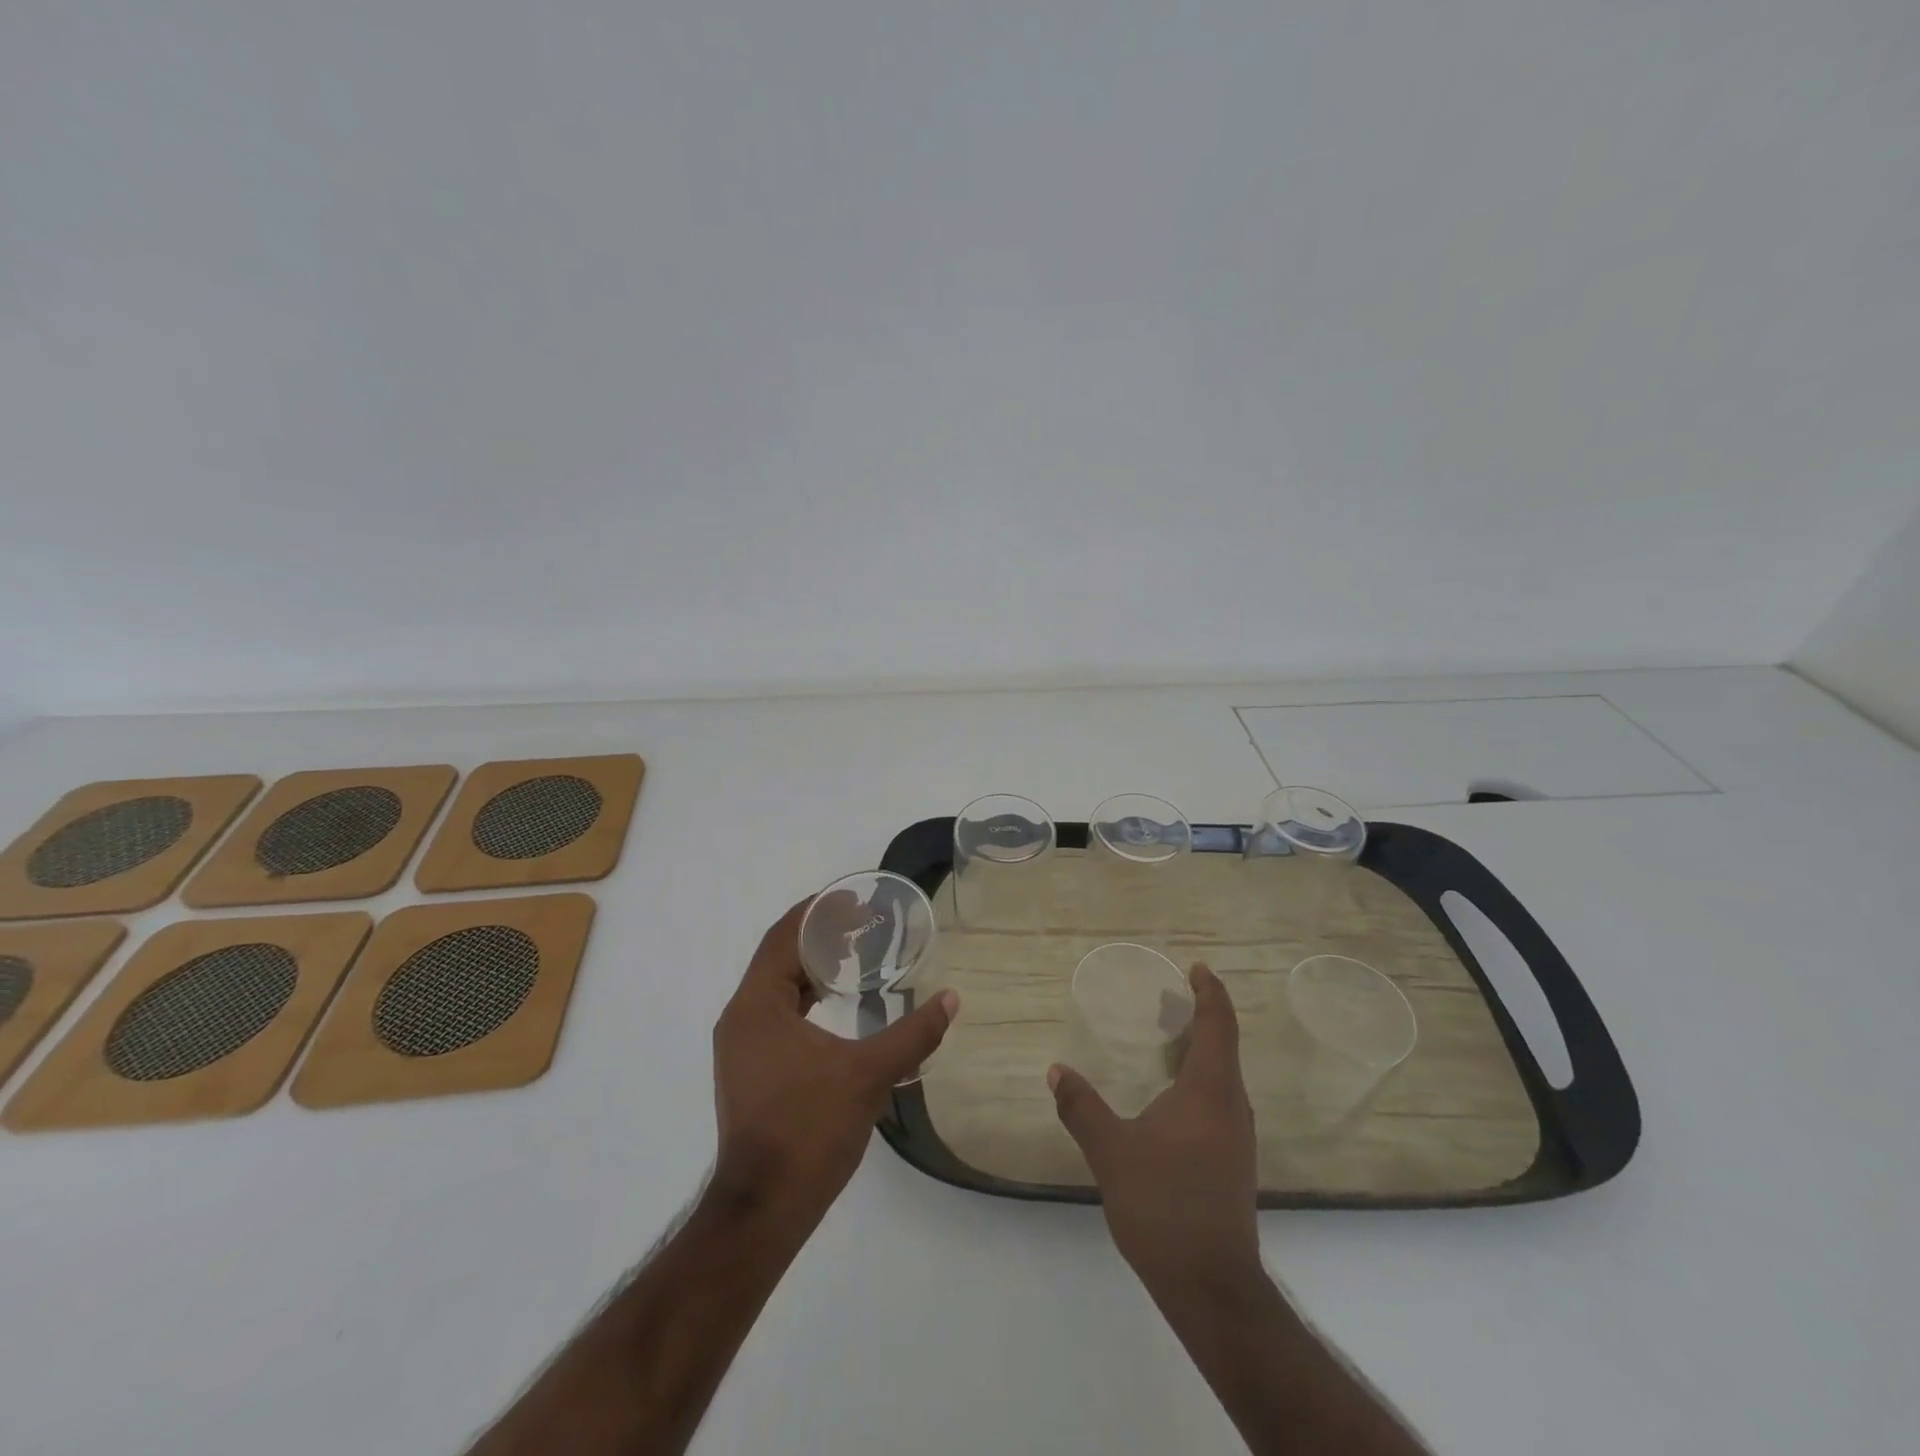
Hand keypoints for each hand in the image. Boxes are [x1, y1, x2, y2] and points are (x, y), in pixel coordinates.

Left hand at [709, 896, 958, 1233]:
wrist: (763, 1210)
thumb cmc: (808, 1130)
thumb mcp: (867, 1075)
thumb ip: (912, 1034)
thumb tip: (951, 1000)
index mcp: (757, 1006)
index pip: (784, 936)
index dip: (817, 911)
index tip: (853, 899)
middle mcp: (742, 1017)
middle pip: (779, 956)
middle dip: (819, 935)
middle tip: (864, 923)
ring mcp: (742, 1046)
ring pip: (777, 986)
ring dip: (812, 966)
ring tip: (855, 954)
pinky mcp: (750, 1069)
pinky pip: (777, 1012)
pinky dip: (805, 996)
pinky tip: (837, 1003)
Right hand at [1048, 963, 1258, 1291]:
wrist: (1211, 1287)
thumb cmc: (1163, 1205)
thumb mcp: (1112, 1152)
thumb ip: (1082, 1108)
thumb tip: (1056, 1071)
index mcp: (1210, 1091)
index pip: (1218, 1026)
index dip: (1210, 993)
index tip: (1197, 968)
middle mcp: (1231, 1107)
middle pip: (1224, 1046)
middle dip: (1201, 1017)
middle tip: (1170, 998)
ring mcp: (1236, 1138)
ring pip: (1223, 1076)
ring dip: (1201, 1050)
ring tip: (1168, 1040)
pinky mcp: (1232, 1163)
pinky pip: (1219, 1101)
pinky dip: (1199, 1080)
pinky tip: (1171, 1098)